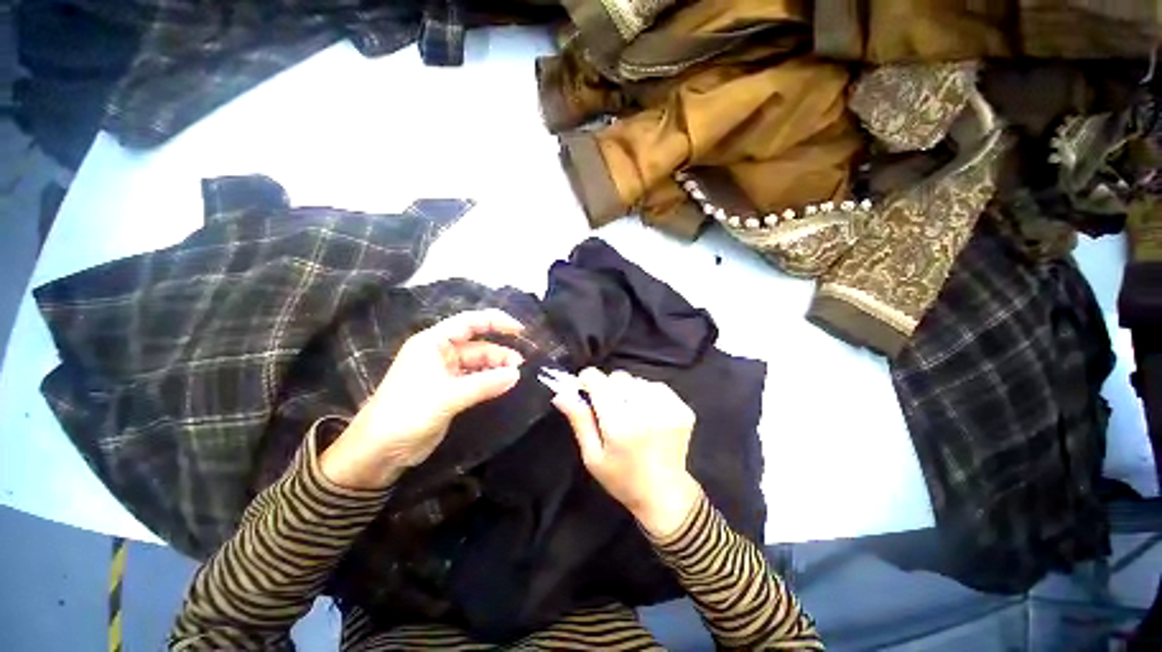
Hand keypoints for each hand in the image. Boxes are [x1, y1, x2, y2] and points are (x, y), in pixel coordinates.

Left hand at [321, 310, 525, 488]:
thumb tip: (517, 374)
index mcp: (433, 343)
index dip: (496, 321)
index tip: (520, 330)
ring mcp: (445, 373)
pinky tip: (503, 386)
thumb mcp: (448, 396)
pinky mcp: (449, 391)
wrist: (379, 451)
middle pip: (478, 345)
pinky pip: (475, 380)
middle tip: (521, 366)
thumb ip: (485, 383)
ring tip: (516, 377)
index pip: (470, 322)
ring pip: (479, 364)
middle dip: (500, 352)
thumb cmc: (407, 412)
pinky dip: (490, 382)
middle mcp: (440, 353)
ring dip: (497, 368)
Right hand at [551, 369, 701, 537]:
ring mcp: (668, 409)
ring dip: (629, 392)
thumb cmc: (622, 478)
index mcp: (619, 425)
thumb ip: (579, 420)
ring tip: (631, 414)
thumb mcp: (592, 455)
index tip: (585, 389)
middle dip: (609, 388)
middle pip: (618, 378)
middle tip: (610, 410)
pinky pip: (656, 387)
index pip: (598, 380)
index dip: (587, 380)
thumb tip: (561, 393)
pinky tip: (648, 414)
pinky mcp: (682, 409)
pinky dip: (648, 395)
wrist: (664, 494)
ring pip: (637, 381)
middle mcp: (645, 412)